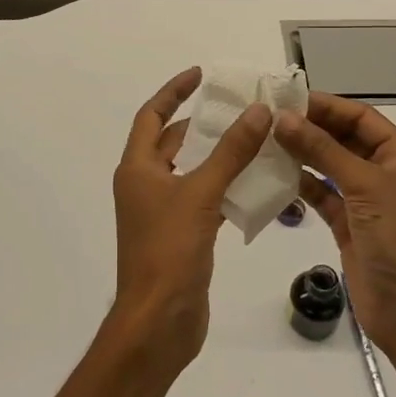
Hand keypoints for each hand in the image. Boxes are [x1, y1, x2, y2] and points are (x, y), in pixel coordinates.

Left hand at [110, 67, 272, 368]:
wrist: (158, 321)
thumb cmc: (169, 251)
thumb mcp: (201, 194)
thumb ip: (230, 152)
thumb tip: (257, 111)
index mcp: (138, 168)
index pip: (152, 116)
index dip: (174, 91)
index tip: (201, 75)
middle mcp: (145, 185)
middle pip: (174, 142)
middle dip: (204, 124)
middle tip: (242, 109)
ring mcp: (162, 212)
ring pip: (192, 171)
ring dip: (219, 156)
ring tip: (256, 140)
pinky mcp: (181, 235)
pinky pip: (204, 199)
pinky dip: (225, 188)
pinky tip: (255, 185)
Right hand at [274, 93, 395, 366]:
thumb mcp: (363, 185)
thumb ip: (322, 150)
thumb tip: (283, 118)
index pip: (361, 117)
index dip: (326, 106)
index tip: (285, 100)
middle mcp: (386, 173)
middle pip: (344, 139)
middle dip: (310, 128)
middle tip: (267, 119)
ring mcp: (367, 201)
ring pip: (329, 167)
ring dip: (302, 155)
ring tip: (264, 143)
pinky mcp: (349, 226)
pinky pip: (322, 195)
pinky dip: (301, 185)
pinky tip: (274, 175)